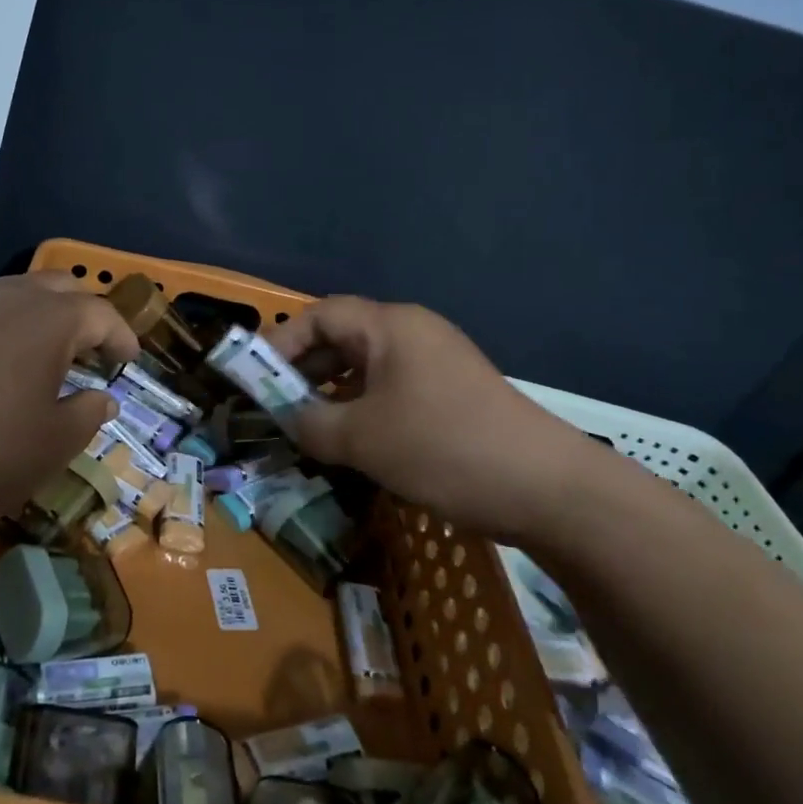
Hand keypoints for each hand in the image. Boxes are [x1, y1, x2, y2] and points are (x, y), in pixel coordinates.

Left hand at [0, 273, 137, 543]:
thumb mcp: (51, 447)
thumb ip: (87, 416)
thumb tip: (101, 398)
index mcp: (48, 322)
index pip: (100, 313)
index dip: (121, 336)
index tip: (128, 363)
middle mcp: (8, 300)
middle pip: (60, 288)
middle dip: (85, 314)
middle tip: (93, 352)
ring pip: (18, 293)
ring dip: (44, 316)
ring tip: (49, 357)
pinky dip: (7, 326)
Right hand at [271, 297, 596, 541]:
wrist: (547, 488)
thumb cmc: (442, 447)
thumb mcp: (362, 439)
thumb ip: (312, 425)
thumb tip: (291, 421)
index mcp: (391, 326)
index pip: (321, 315)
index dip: (282, 342)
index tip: (255, 378)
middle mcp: (413, 334)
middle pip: (344, 338)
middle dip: (305, 370)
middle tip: (277, 406)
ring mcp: (437, 365)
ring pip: (367, 368)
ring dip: (333, 394)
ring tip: (309, 429)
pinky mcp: (452, 396)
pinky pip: (392, 390)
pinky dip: (363, 409)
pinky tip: (353, 443)